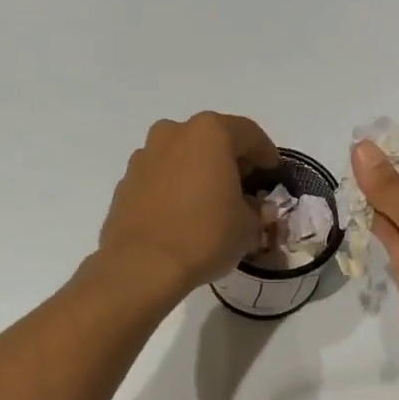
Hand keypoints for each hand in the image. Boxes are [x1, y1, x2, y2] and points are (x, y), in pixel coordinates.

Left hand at [97, 113, 279, 299]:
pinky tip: (181, 213)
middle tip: (243, 186)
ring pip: (181, 156)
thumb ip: (254, 210)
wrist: (142, 266)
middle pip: (211, 139)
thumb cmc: (205, 236)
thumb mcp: (248, 227)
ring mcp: (145, 156)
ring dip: (197, 171)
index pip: (249, 134)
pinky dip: (173, 188)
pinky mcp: (126, 182)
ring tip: (209, 201)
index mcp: (210, 133)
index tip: (272, 172)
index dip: (266, 154)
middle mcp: (174, 133)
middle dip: (229, 160)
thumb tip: (247, 207)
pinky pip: (160, 177)